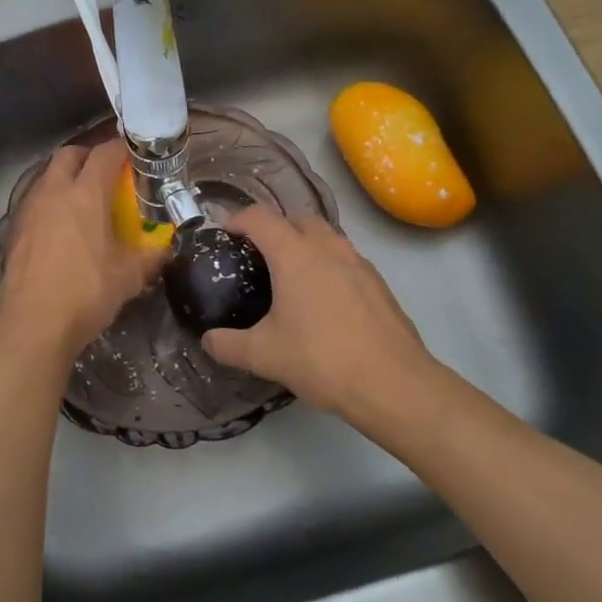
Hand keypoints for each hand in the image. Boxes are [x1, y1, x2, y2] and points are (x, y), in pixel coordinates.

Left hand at [0, 140, 165, 360]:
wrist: (33, 325)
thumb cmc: (86, 293)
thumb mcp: (129, 276)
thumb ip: (151, 255)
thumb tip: (166, 246)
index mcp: (86, 194)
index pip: (105, 154)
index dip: (121, 149)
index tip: (134, 156)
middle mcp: (54, 192)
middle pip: (69, 154)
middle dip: (88, 157)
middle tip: (105, 175)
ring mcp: (29, 209)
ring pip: (46, 176)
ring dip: (65, 178)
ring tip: (82, 201)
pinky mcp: (13, 230)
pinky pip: (34, 202)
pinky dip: (49, 203)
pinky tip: (59, 228)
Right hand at [202, 206, 437, 415]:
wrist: (393, 384)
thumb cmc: (321, 359)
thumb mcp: (264, 355)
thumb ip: (229, 345)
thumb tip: (207, 341)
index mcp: (295, 254)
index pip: (260, 218)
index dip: (238, 220)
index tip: (225, 235)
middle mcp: (328, 248)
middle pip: (298, 218)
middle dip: (276, 227)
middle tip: (259, 255)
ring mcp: (359, 263)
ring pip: (327, 237)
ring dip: (306, 244)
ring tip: (292, 277)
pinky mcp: (379, 284)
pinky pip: (347, 260)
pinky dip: (330, 266)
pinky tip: (325, 302)